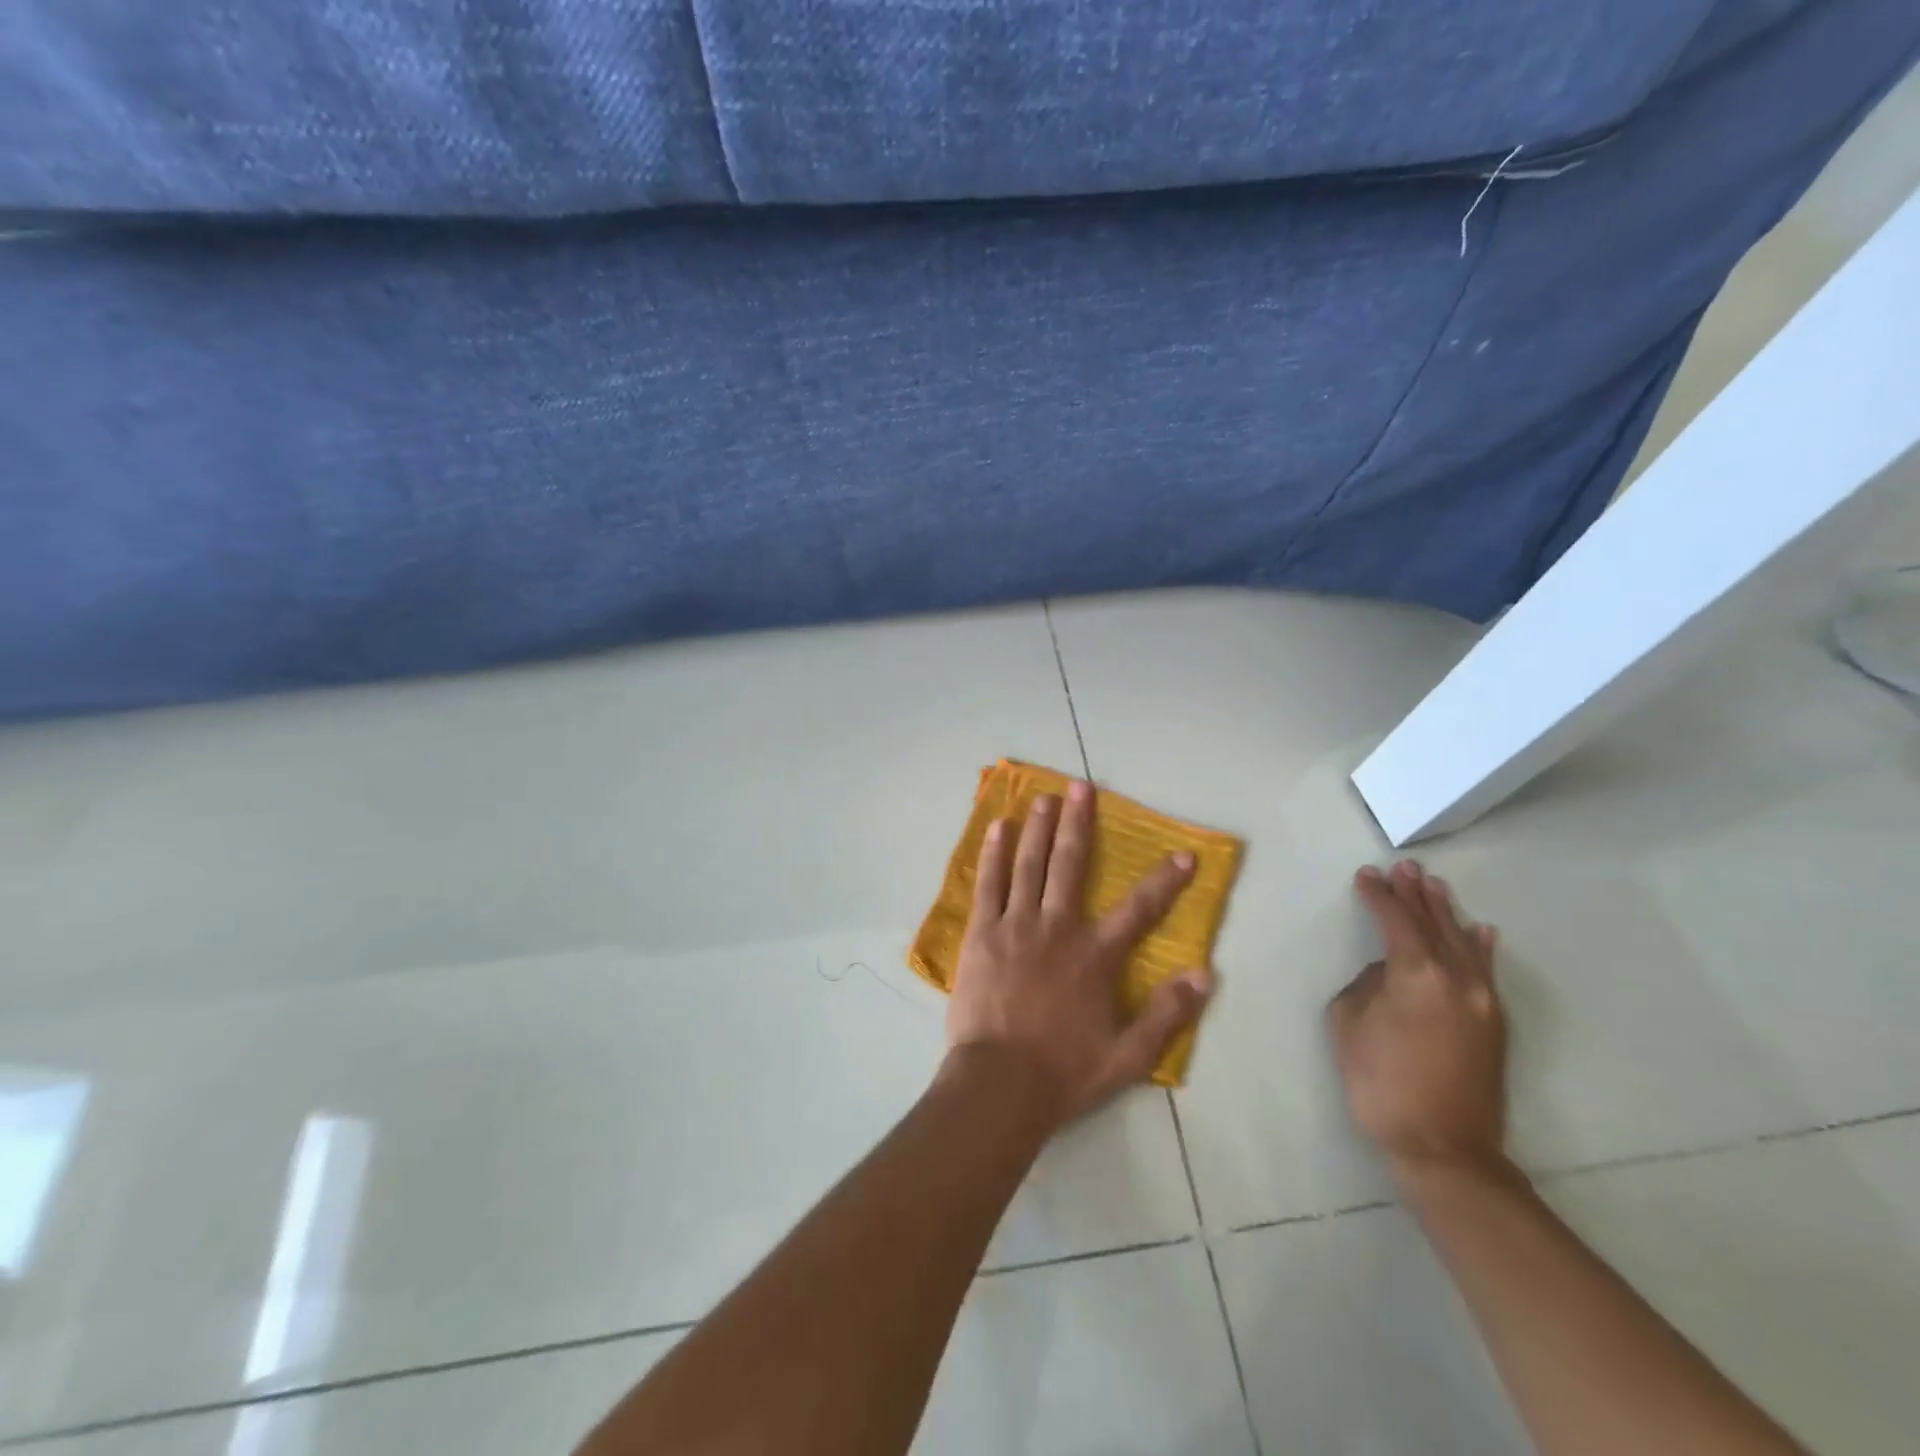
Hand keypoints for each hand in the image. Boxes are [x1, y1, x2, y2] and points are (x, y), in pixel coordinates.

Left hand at [945, 781, 1213, 1126]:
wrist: (999, 1084)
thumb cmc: (1064, 1071)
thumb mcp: (1128, 1055)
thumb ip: (1166, 1013)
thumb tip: (1205, 974)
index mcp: (1094, 956)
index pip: (1139, 910)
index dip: (1164, 881)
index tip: (1183, 854)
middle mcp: (1057, 928)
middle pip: (1070, 865)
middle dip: (1079, 823)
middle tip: (1081, 786)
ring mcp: (1015, 926)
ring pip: (1029, 865)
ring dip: (1039, 828)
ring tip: (1045, 797)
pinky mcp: (981, 934)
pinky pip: (988, 884)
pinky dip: (993, 854)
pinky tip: (998, 828)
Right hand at [1328, 860, 1506, 1181]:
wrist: (1443, 1147)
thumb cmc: (1381, 1082)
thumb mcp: (1348, 1023)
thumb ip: (1366, 984)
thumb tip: (1386, 972)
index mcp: (1417, 974)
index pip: (1395, 921)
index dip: (1379, 896)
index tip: (1366, 876)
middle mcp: (1457, 978)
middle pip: (1433, 924)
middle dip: (1415, 894)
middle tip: (1404, 868)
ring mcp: (1481, 1000)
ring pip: (1462, 942)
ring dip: (1445, 912)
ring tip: (1433, 886)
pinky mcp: (1493, 1024)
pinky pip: (1486, 971)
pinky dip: (1481, 947)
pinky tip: (1481, 931)